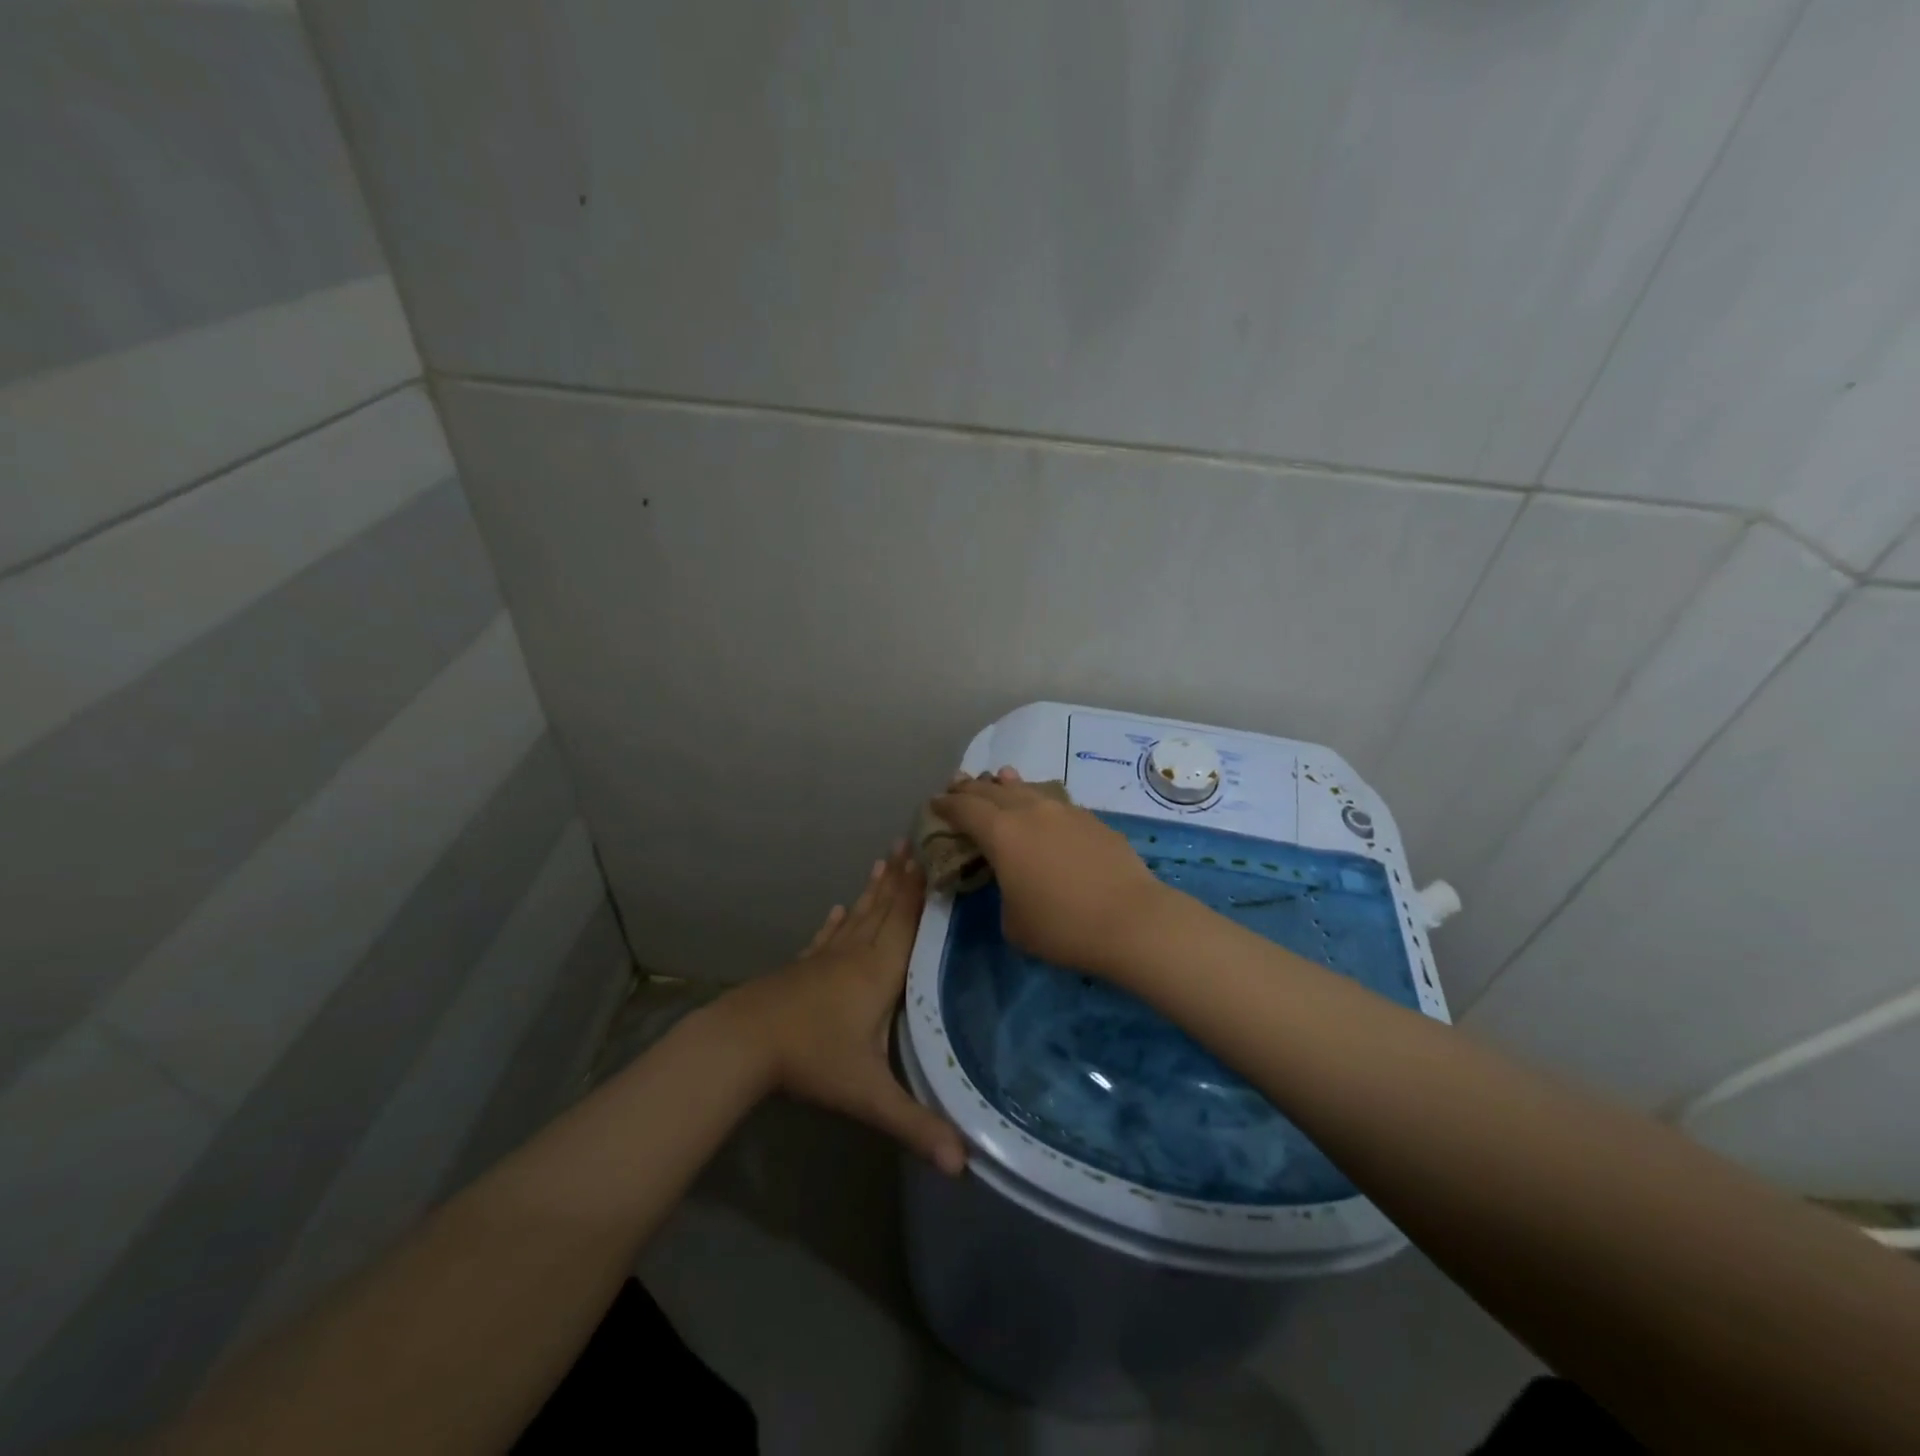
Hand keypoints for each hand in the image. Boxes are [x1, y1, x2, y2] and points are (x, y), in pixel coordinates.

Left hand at [718, 846, 966, 1174]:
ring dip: (874, 890)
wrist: (744, 1043)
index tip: (933, 856)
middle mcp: (856, 956)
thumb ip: (916, 1125)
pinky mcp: (802, 968)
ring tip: (884, 861)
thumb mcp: (869, 1095)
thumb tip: (965, 1166)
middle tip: (912, 841)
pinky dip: (836, 920)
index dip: (922, 891)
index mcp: (879, 973)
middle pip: (884, 910)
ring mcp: (825, 959)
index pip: (907, 923)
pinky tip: (838, 907)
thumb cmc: (812, 1060)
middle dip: (901, 878)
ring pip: (858, 916)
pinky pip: (827, 936)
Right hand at [932, 768, 1170, 975]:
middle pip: (993, 791)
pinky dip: (1038, 800)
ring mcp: (1065, 810)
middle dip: (972, 788)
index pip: (965, 809)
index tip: (935, 802)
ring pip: (1027, 789)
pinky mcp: (1092, 819)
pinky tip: (1042, 807)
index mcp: (1002, 832)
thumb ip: (1003, 892)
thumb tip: (1013, 880)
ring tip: (998, 778)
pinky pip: (1054, 801)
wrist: (1131, 920)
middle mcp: (1030, 810)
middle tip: (958, 785)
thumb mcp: (1013, 922)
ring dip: (1007, 785)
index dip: (946, 804)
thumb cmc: (1062, 927)